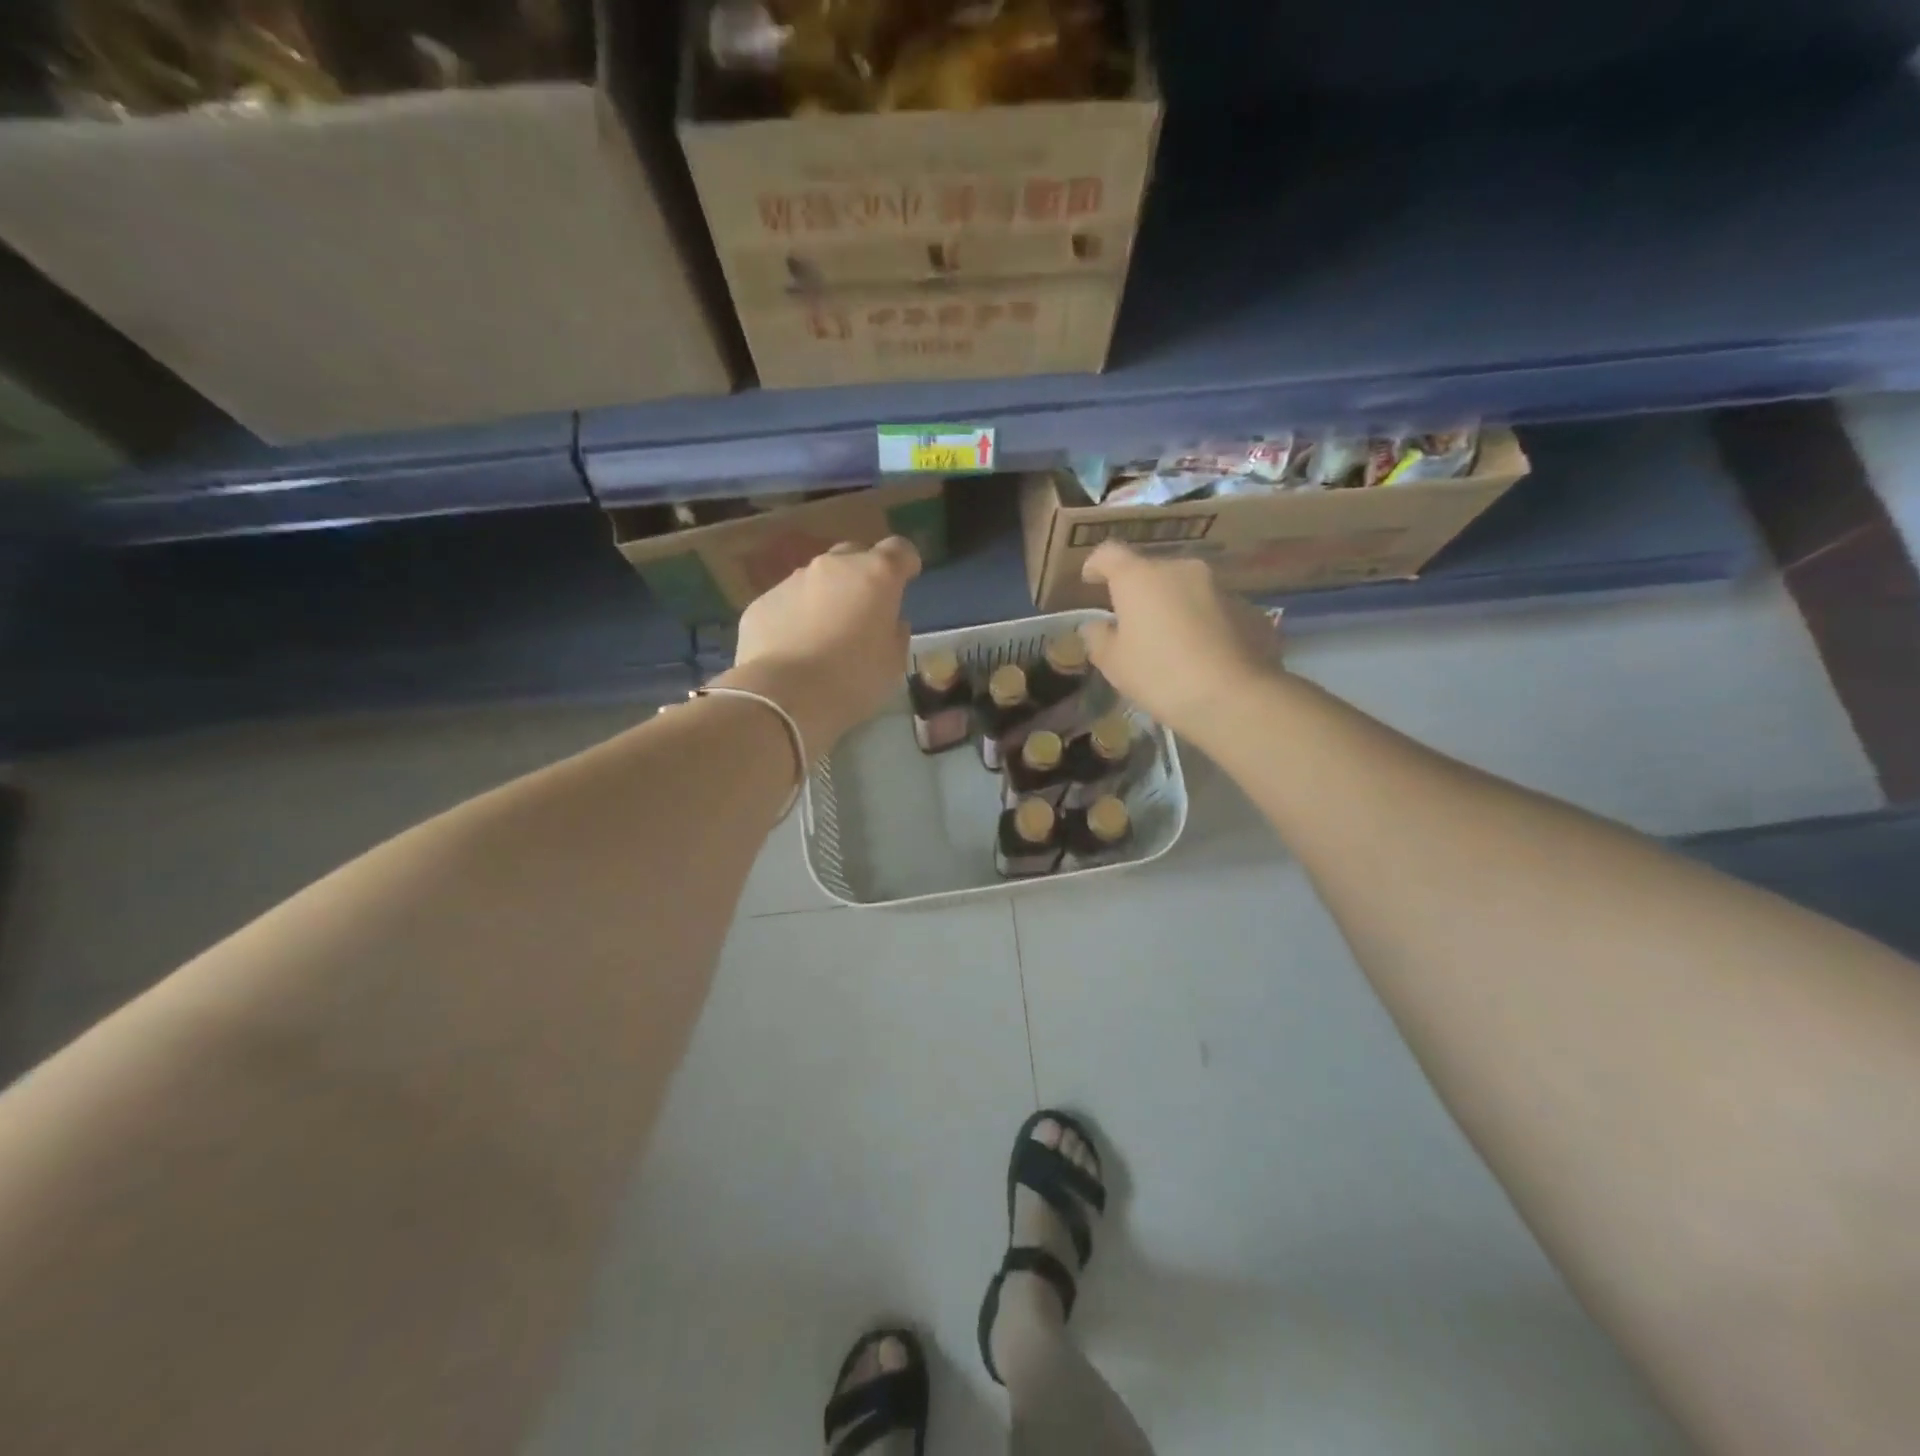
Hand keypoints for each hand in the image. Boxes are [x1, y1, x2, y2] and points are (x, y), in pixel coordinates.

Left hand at [721, 536, 921, 751]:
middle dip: (864, 575)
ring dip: (828, 597)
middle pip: (855, 556)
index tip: (907, 580)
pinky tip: (796, 648)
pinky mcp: (762, 601)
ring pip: (818, 579)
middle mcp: (833, 566)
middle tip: (866, 609)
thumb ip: (896, 633)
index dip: (906, 562)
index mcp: (875, 575)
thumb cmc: (853, 679)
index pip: (899, 550)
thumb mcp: (893, 663)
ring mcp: (793, 580)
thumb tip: (890, 621)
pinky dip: (797, 616)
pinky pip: (788, 602)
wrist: (783, 696)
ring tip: (826, 634)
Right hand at [1078, 542, 1284, 739]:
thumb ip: (1098, 638)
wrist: (1234, 698)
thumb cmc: (1160, 676)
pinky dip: (1204, 624)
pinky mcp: (1248, 609)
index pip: (1109, 554)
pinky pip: (1215, 610)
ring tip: (1172, 643)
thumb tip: (1097, 625)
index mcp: (1140, 578)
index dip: (1096, 565)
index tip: (1090, 580)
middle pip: (1152, 572)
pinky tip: (1204, 655)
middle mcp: (1181, 570)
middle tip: (1134, 624)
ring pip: (1187, 590)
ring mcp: (1220, 586)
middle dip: (1141, 593)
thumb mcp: (1114, 664)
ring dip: (1175, 607)